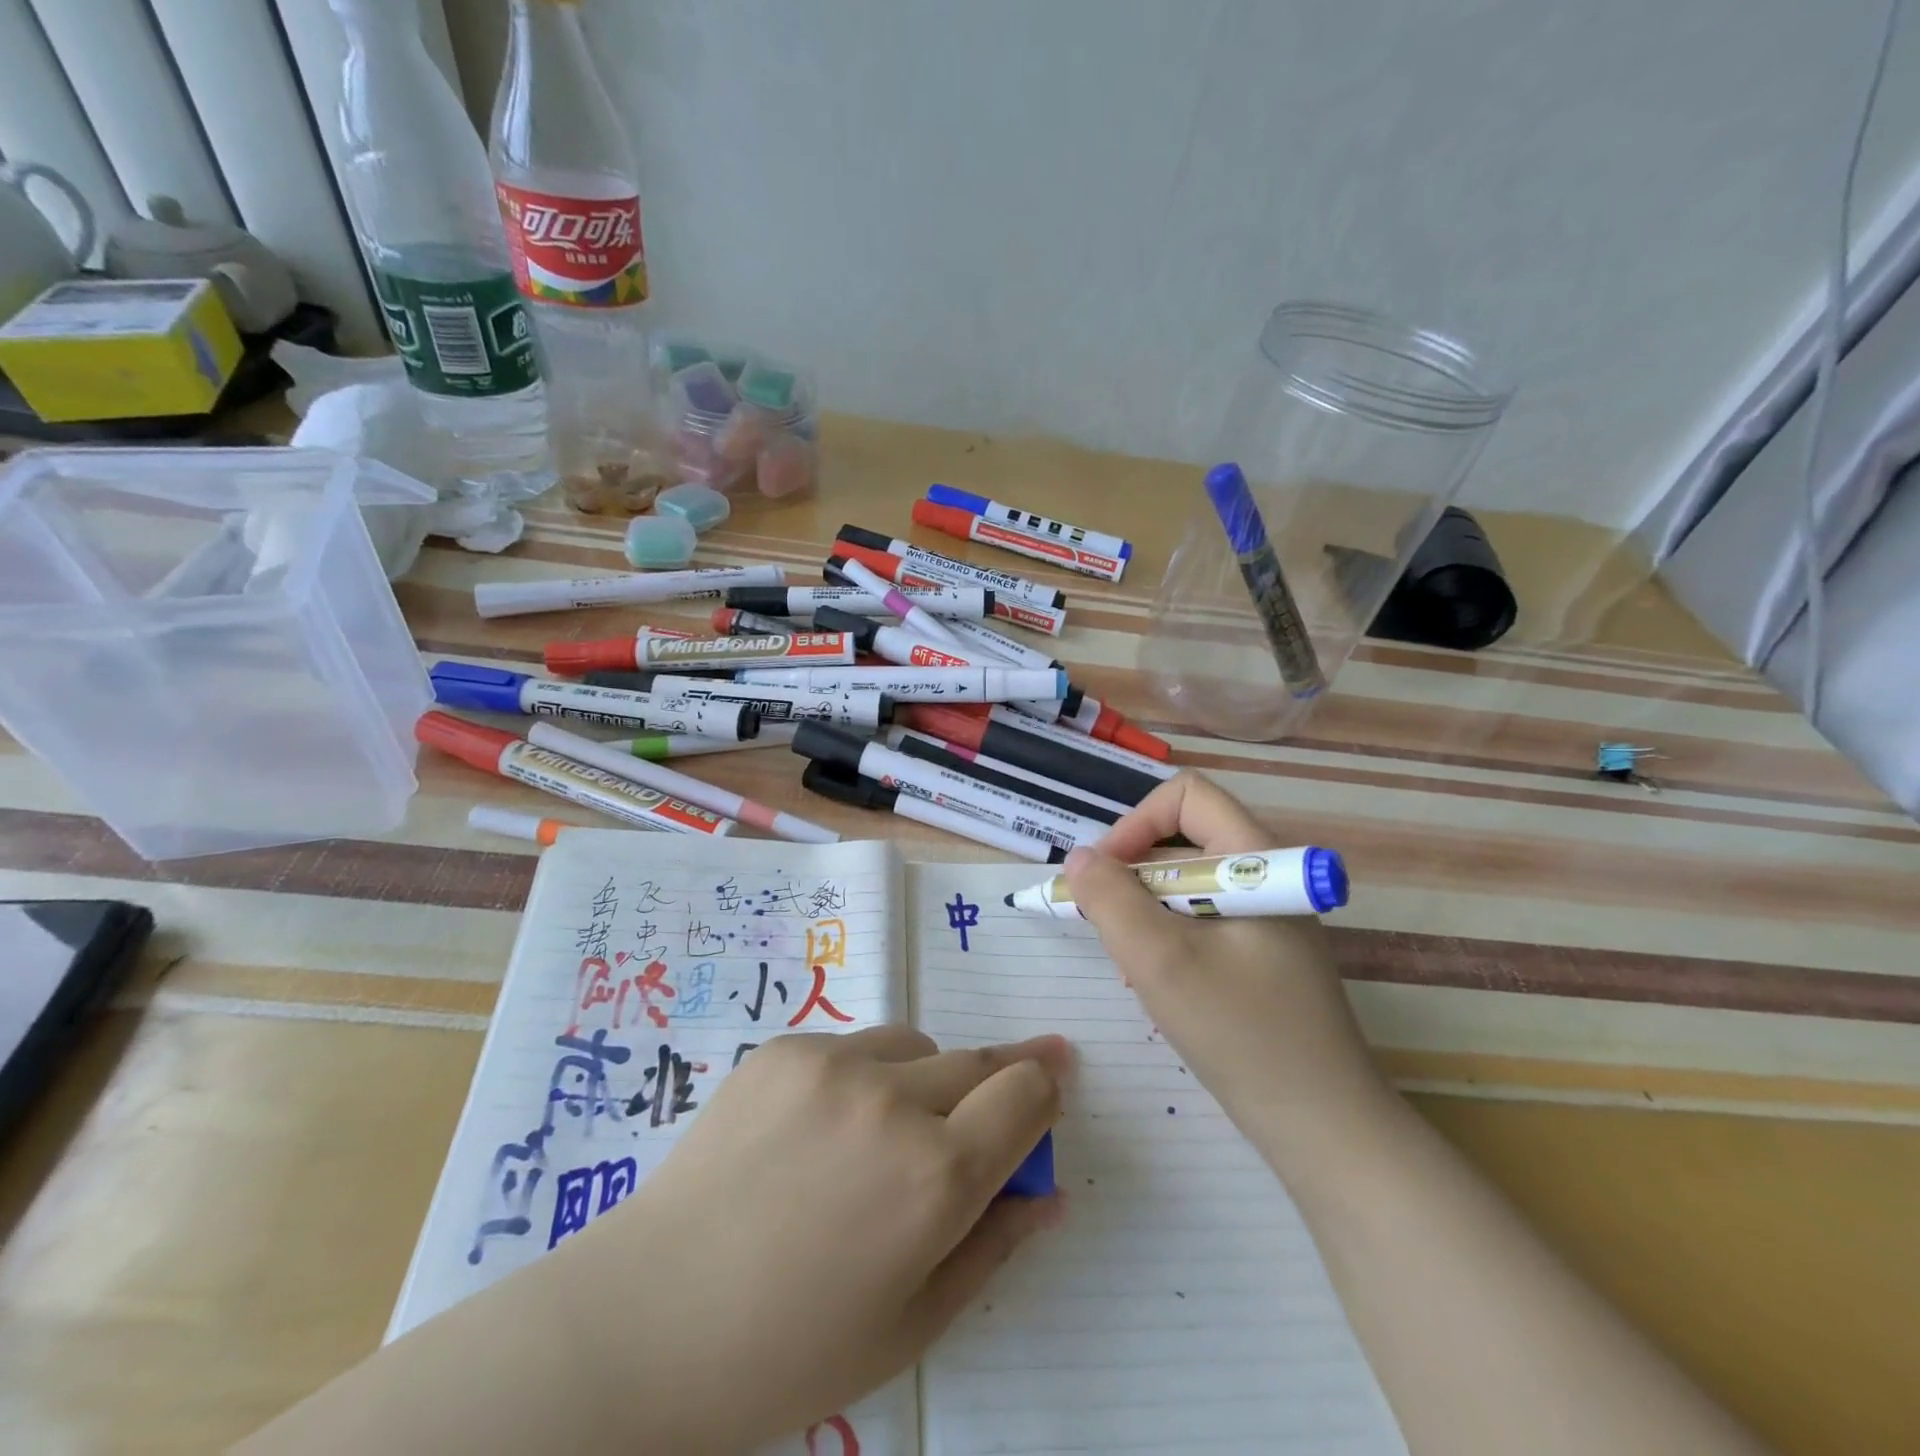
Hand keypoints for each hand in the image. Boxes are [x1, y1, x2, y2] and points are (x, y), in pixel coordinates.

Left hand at [556, 1027, 1068, 1452]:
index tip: (1051, 1086)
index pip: (1026, 1094)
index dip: (1045, 1089)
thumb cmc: (789, 1350)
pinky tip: (816, 1132)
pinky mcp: (785, 1046)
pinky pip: (853, 1045)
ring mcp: (833, 1062)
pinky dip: (861, 1078)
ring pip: (917, 1046)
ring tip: (882, 1136)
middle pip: (979, 1061)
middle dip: (998, 1080)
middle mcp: (894, 1100)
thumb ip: (994, 1246)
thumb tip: (1050, 1193)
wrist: (648, 1319)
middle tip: (988, 1106)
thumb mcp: (912, 1323)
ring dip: (924, 1080)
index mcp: (936, 1177)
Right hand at [1063, 773, 1388, 1146]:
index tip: (1105, 875)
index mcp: (1256, 860)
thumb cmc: (1242, 1033)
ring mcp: (1267, 917)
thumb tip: (1080, 857)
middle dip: (1133, 875)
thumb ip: (1111, 900)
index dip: (1136, 823)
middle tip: (1107, 926)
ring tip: (1134, 965)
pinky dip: (1167, 937)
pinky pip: (1200, 920)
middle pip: (1183, 839)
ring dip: (1146, 911)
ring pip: (1186, 884)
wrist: (1324, 1128)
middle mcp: (1265, 877)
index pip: (1187, 796)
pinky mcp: (1262, 953)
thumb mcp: (1160, 962)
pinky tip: (1159, 985)